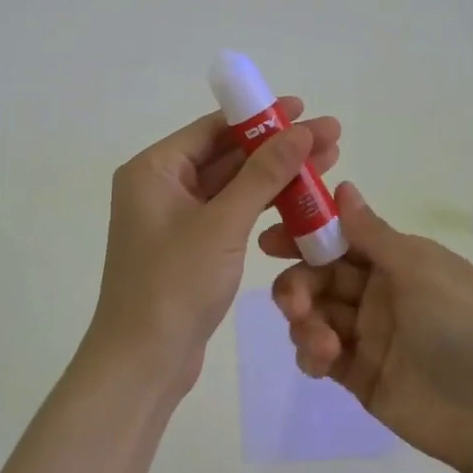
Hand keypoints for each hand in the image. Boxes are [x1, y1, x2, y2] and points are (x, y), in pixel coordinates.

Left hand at [84, 99, 340, 400]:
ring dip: (276, 178)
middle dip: (278, 148)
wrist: (142, 363)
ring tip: (327, 165)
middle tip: (330, 138)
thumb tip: (301, 130)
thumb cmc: (174, 284)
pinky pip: (230, 215)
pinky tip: (301, 203)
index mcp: (154, 170)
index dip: (261, 118)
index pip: (213, 128)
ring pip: (233, 187)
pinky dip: (262, 208)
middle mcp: (161, 187)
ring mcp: (175, 219)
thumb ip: (263, 174)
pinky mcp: (191, 248)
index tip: (304, 109)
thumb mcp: (223, 224)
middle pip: (227, 155)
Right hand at [263, 182, 472, 472]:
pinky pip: (321, 355)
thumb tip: (343, 186)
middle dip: (299, 284)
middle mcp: (380, 293)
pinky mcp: (360, 376)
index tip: (269, 240)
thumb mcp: (420, 269)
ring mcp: (369, 336)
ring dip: (305, 321)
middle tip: (291, 301)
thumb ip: (372, 233)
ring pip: (316, 315)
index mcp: (398, 261)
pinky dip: (313, 354)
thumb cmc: (462, 326)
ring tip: (323, 343)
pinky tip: (324, 360)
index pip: (341, 239)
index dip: (305, 235)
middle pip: (320, 277)